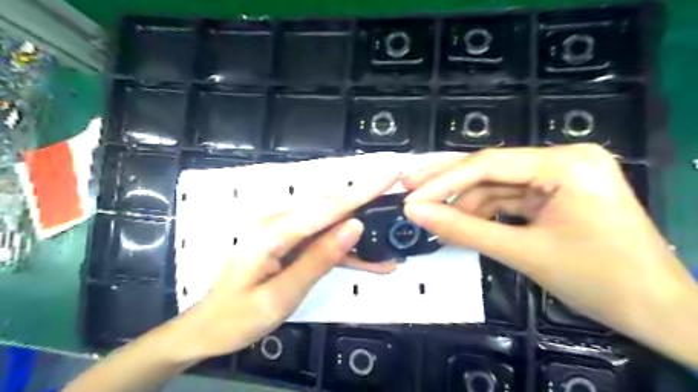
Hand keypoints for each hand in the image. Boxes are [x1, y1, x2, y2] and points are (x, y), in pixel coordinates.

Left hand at [177, 170, 400, 360]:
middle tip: (398, 196)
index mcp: (274, 231)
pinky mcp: (291, 243)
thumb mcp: (281, 295)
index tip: (391, 173)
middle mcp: (281, 222)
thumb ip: (318, 258)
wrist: (209, 327)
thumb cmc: (238, 316)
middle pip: (333, 207)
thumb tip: (354, 226)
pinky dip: (346, 251)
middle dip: (368, 200)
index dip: (363, 190)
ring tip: (391, 245)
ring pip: (332, 226)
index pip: (328, 206)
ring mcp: (286, 232)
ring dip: (362, 235)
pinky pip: (323, 242)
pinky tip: (371, 263)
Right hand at [402, 144, 697, 366]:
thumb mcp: (521, 252)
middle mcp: (565, 158)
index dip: (443, 182)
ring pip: (498, 184)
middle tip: (409, 188)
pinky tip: (464, 222)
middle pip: (491, 168)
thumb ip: (462, 229)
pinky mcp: (560, 191)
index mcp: (565, 164)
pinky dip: (486, 211)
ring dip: (467, 203)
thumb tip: (416, 213)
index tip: (410, 197)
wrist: (659, 312)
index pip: (488, 165)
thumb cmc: (597, 281)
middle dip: (448, 182)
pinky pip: (512, 197)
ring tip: (437, 219)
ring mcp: (563, 174)